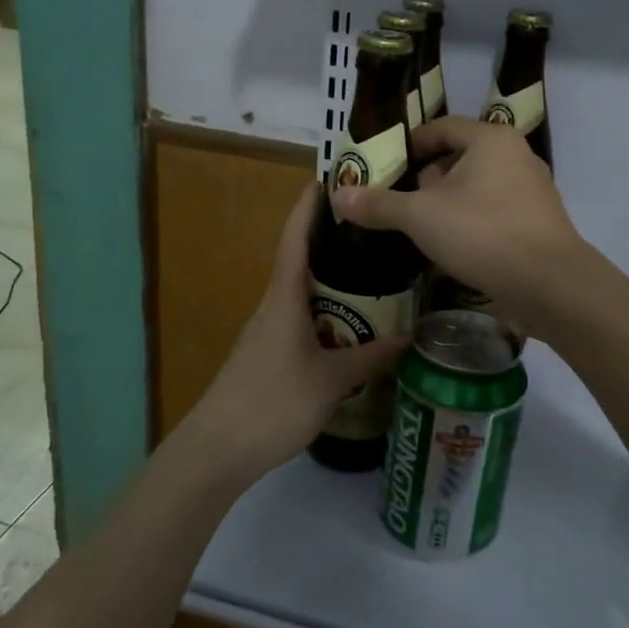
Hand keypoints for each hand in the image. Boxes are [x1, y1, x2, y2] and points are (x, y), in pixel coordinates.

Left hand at [182, 182, 408, 482]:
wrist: (217, 449)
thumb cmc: (274, 402)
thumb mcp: (332, 381)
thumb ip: (371, 357)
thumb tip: (411, 336)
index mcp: (284, 297)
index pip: (295, 237)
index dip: (309, 205)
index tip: (328, 177)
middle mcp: (272, 305)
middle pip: (300, 259)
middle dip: (330, 240)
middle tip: (372, 229)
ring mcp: (266, 331)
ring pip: (301, 293)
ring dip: (330, 279)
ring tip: (370, 272)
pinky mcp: (265, 354)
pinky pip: (299, 318)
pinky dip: (323, 310)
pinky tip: (347, 324)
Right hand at [332, 117, 586, 327]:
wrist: (550, 285)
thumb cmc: (482, 233)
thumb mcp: (420, 217)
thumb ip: (379, 204)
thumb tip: (338, 195)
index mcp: (491, 140)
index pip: (443, 128)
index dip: (412, 143)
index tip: (387, 164)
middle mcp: (516, 157)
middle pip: (461, 157)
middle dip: (428, 178)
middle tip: (398, 200)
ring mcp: (532, 192)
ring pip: (479, 188)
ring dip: (449, 203)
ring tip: (420, 227)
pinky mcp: (538, 224)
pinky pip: (495, 212)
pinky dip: (471, 222)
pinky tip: (452, 247)